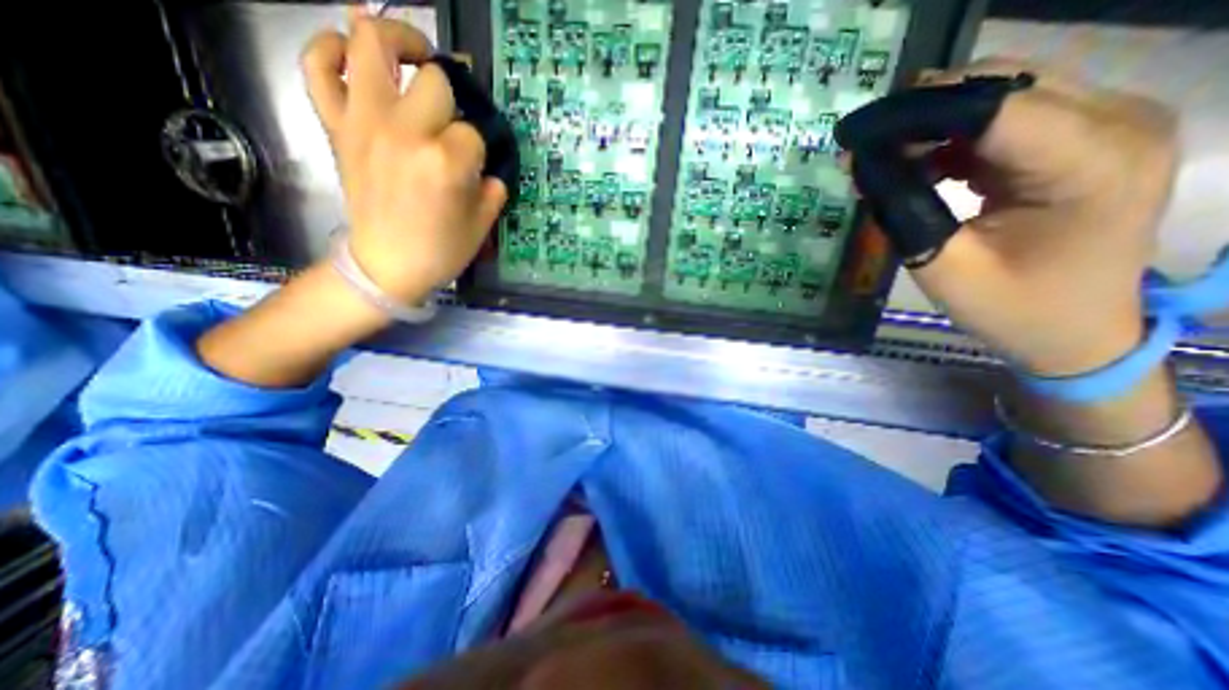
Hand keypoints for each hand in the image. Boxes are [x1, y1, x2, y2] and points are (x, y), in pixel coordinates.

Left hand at [300, 12, 505, 303]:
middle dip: (452, 98)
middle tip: (453, 113)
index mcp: (446, 162)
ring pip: (371, 45)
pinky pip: (319, 68)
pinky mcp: (338, 127)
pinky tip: (351, 53)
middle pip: (435, 81)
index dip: (478, 149)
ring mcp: (365, 123)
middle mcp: (406, 132)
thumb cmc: (440, 250)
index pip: (473, 133)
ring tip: (414, 55)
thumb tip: (487, 167)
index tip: (474, 167)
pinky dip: (330, 49)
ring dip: (397, 38)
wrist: (386, 266)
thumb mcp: (482, 225)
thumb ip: (492, 189)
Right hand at [894, 60, 1179, 374]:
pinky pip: (1009, 114)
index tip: (852, 136)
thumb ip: (904, 210)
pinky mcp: (1089, 135)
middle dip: (919, 113)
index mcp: (1089, 162)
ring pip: (1002, 91)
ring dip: (932, 124)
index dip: (911, 114)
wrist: (1080, 332)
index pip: (989, 107)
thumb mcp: (943, 266)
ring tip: (883, 162)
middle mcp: (1118, 121)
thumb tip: (864, 164)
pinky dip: (953, 136)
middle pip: (1001, 82)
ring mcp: (1110, 123)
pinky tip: (921, 166)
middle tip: (863, 149)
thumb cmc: (1013, 310)